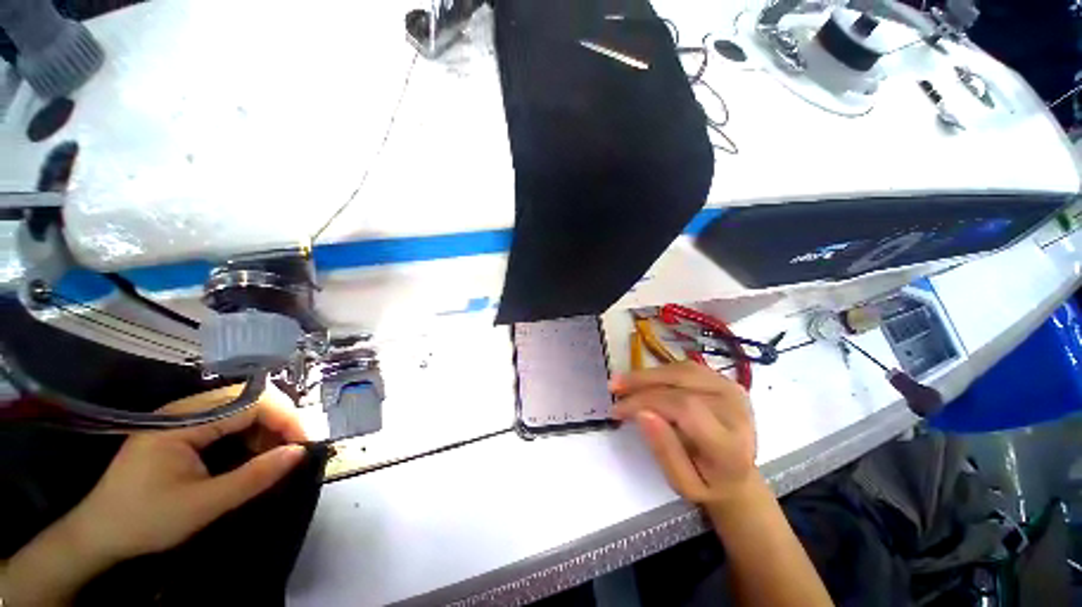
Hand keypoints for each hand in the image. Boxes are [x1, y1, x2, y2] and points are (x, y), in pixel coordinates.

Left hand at [1, 385, 308, 605]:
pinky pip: (228, 422)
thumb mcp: (203, 506)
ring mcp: (183, 419)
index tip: (304, 444)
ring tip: (276, 456)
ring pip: (242, 409)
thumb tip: (299, 452)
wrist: (98, 535)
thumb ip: (253, 478)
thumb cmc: (146, 521)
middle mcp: (185, 410)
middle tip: (295, 450)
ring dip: (266, 429)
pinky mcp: (182, 432)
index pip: (251, 402)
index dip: (285, 418)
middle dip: (280, 421)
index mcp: (184, 421)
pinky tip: (252, 456)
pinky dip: (250, 435)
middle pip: (249, 400)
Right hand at [611, 362, 758, 508]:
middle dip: (641, 382)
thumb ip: (664, 451)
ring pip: (681, 370)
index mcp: (731, 445)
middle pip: (682, 383)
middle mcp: (737, 411)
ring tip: (623, 381)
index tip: (618, 410)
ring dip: (647, 374)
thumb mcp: (683, 484)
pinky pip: (685, 368)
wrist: (737, 474)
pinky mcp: (725, 380)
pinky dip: (660, 372)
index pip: (685, 408)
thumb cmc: (708, 483)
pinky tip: (643, 380)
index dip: (647, 401)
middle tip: (613, 387)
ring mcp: (732, 390)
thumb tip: (642, 412)